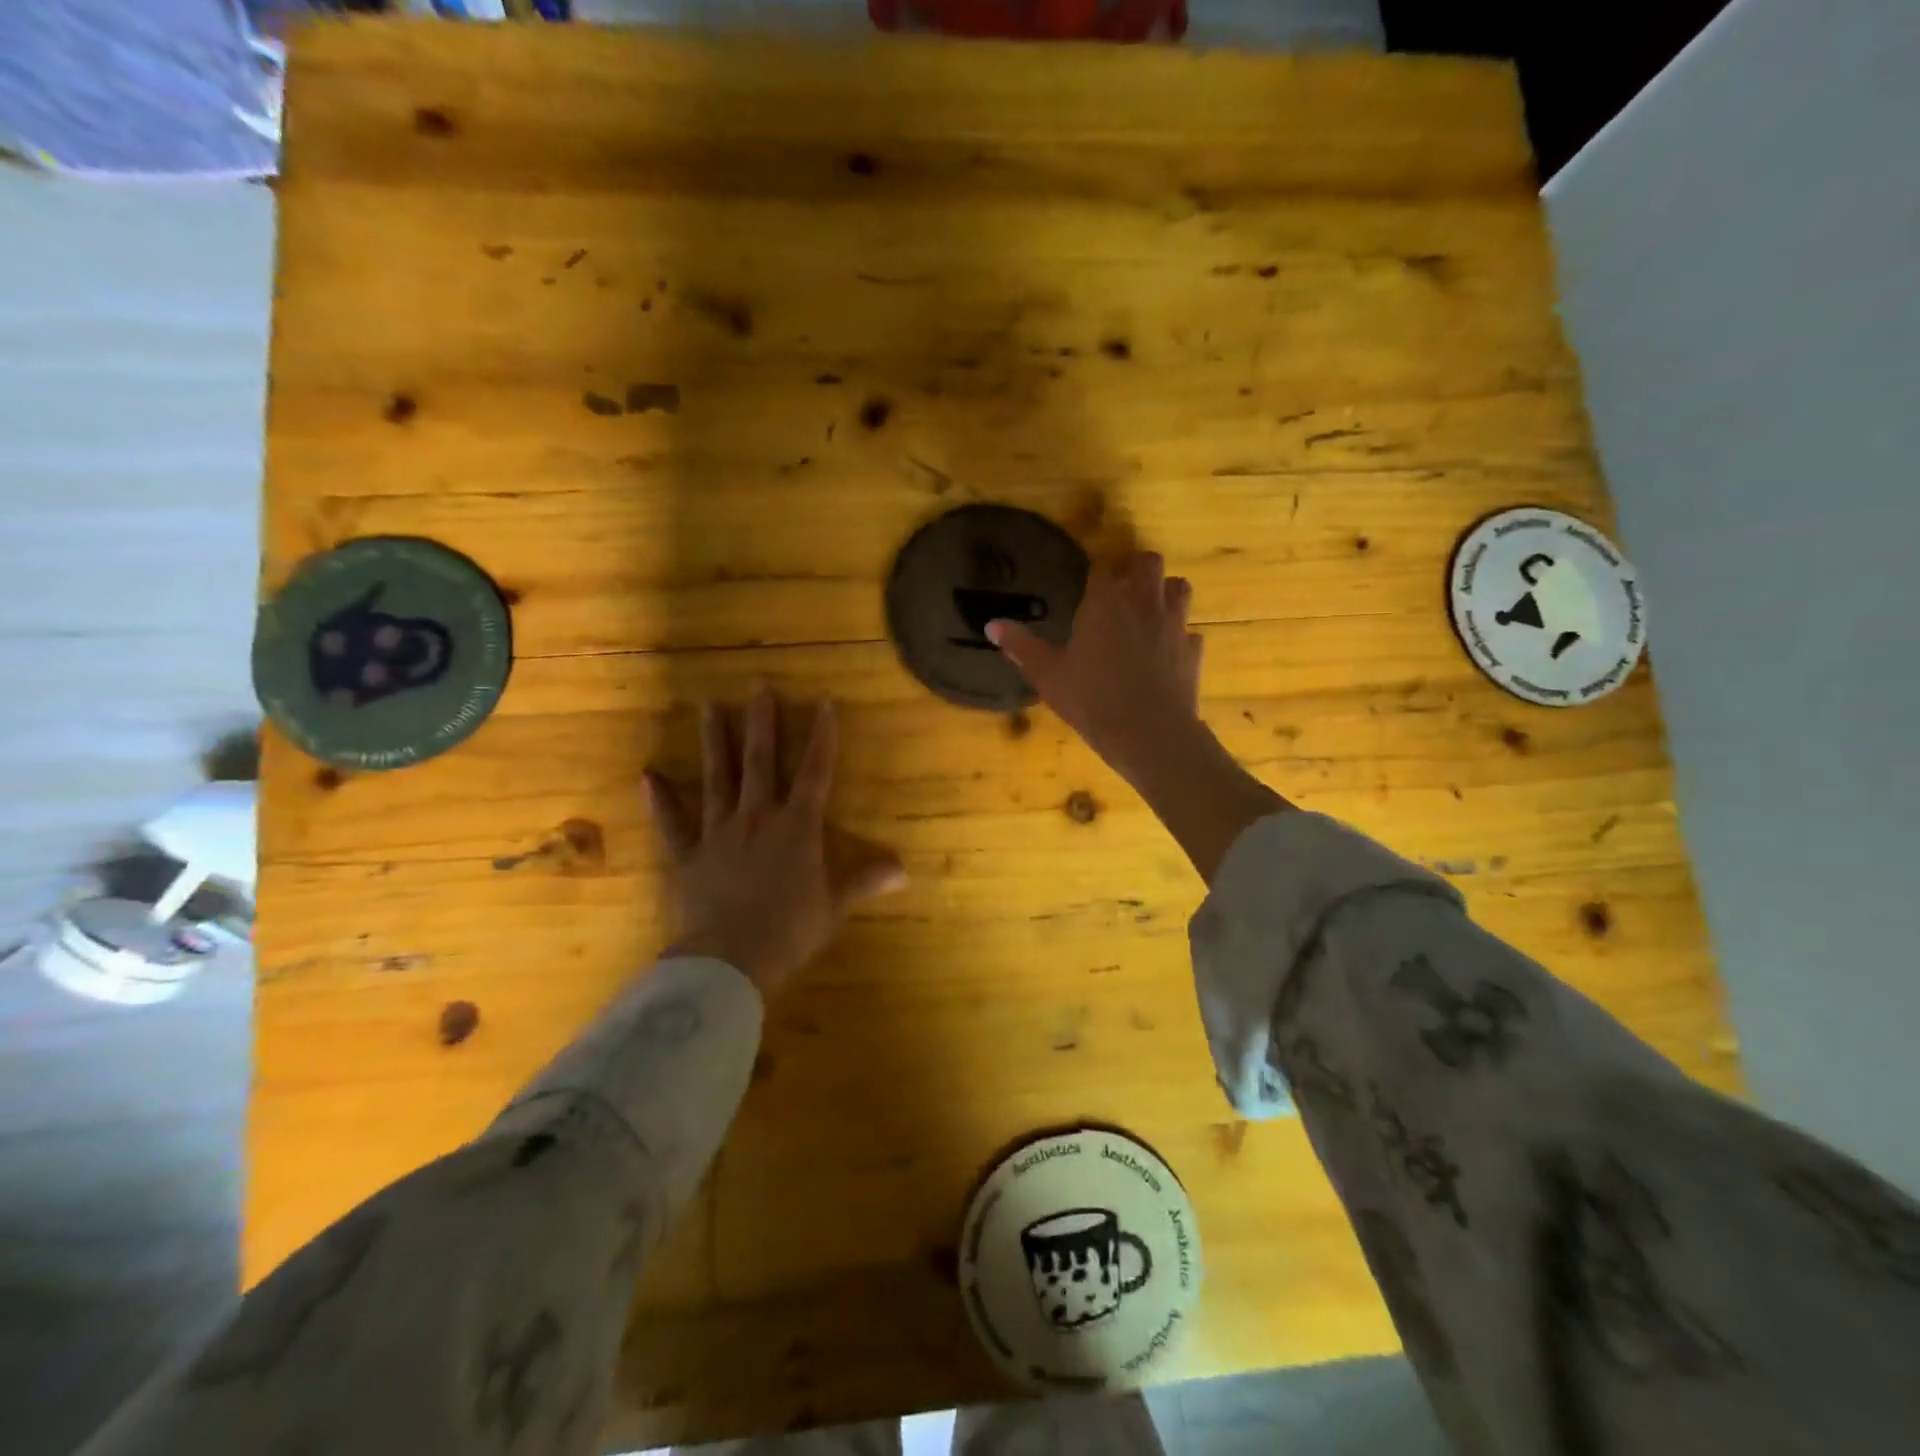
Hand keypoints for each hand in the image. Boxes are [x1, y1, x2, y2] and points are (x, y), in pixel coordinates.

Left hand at [644, 690, 907, 999]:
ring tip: (708, 706)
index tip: (825, 703)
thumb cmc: (789, 932)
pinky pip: (672, 822)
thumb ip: (865, 881)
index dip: (823, 738)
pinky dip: (660, 798)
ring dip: (715, 742)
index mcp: (797, 828)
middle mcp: (757, 818)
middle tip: (758, 687)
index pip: (816, 773)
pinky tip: (648, 774)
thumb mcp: (834, 907)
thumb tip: (905, 871)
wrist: (727, 962)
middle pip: (762, 762)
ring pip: (717, 778)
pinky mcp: (686, 855)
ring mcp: (718, 833)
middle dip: (763, 723)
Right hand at [990, 551, 1287, 883]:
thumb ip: (1021, 647)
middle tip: (1122, 591)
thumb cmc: (1091, 700)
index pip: (1102, 568)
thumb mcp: (1048, 675)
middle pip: (1149, 563)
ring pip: (1179, 588)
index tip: (1088, 589)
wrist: (1149, 733)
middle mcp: (1143, 602)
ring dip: (1165, 594)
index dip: (1096, 575)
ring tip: (1149, 613)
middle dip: (1137, 570)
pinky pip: (1190, 633)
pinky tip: (1167, 655)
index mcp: (1105, 601)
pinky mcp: (1193, 651)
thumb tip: (991, 625)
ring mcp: (1174, 625)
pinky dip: (1179, 638)